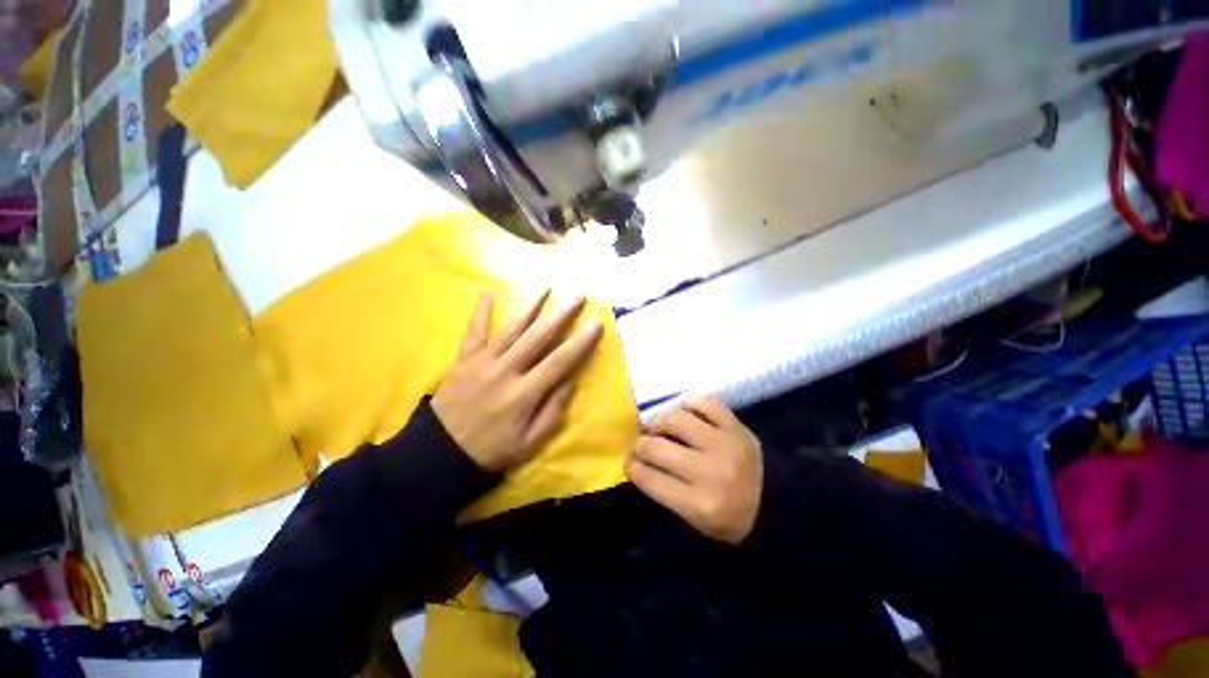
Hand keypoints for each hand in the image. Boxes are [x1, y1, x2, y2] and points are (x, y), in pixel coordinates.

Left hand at [432, 288, 603, 471]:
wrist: (440, 452)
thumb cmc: (491, 449)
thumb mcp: (529, 443)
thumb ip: (553, 412)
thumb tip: (570, 383)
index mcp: (525, 393)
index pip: (560, 361)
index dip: (580, 342)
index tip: (596, 324)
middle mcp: (506, 370)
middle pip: (539, 337)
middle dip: (561, 315)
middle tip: (578, 296)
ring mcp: (483, 361)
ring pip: (511, 328)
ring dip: (530, 306)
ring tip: (545, 287)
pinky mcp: (464, 358)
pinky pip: (474, 329)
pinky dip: (481, 309)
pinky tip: (488, 289)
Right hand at [627, 398, 762, 544]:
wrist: (779, 506)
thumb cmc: (731, 519)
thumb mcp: (695, 521)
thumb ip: (665, 492)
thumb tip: (639, 461)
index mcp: (699, 504)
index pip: (650, 478)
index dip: (631, 467)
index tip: (628, 462)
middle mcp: (710, 472)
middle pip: (657, 447)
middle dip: (639, 445)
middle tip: (639, 445)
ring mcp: (725, 444)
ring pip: (676, 419)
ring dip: (660, 422)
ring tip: (661, 429)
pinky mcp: (737, 427)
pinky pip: (705, 403)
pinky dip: (690, 406)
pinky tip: (685, 415)